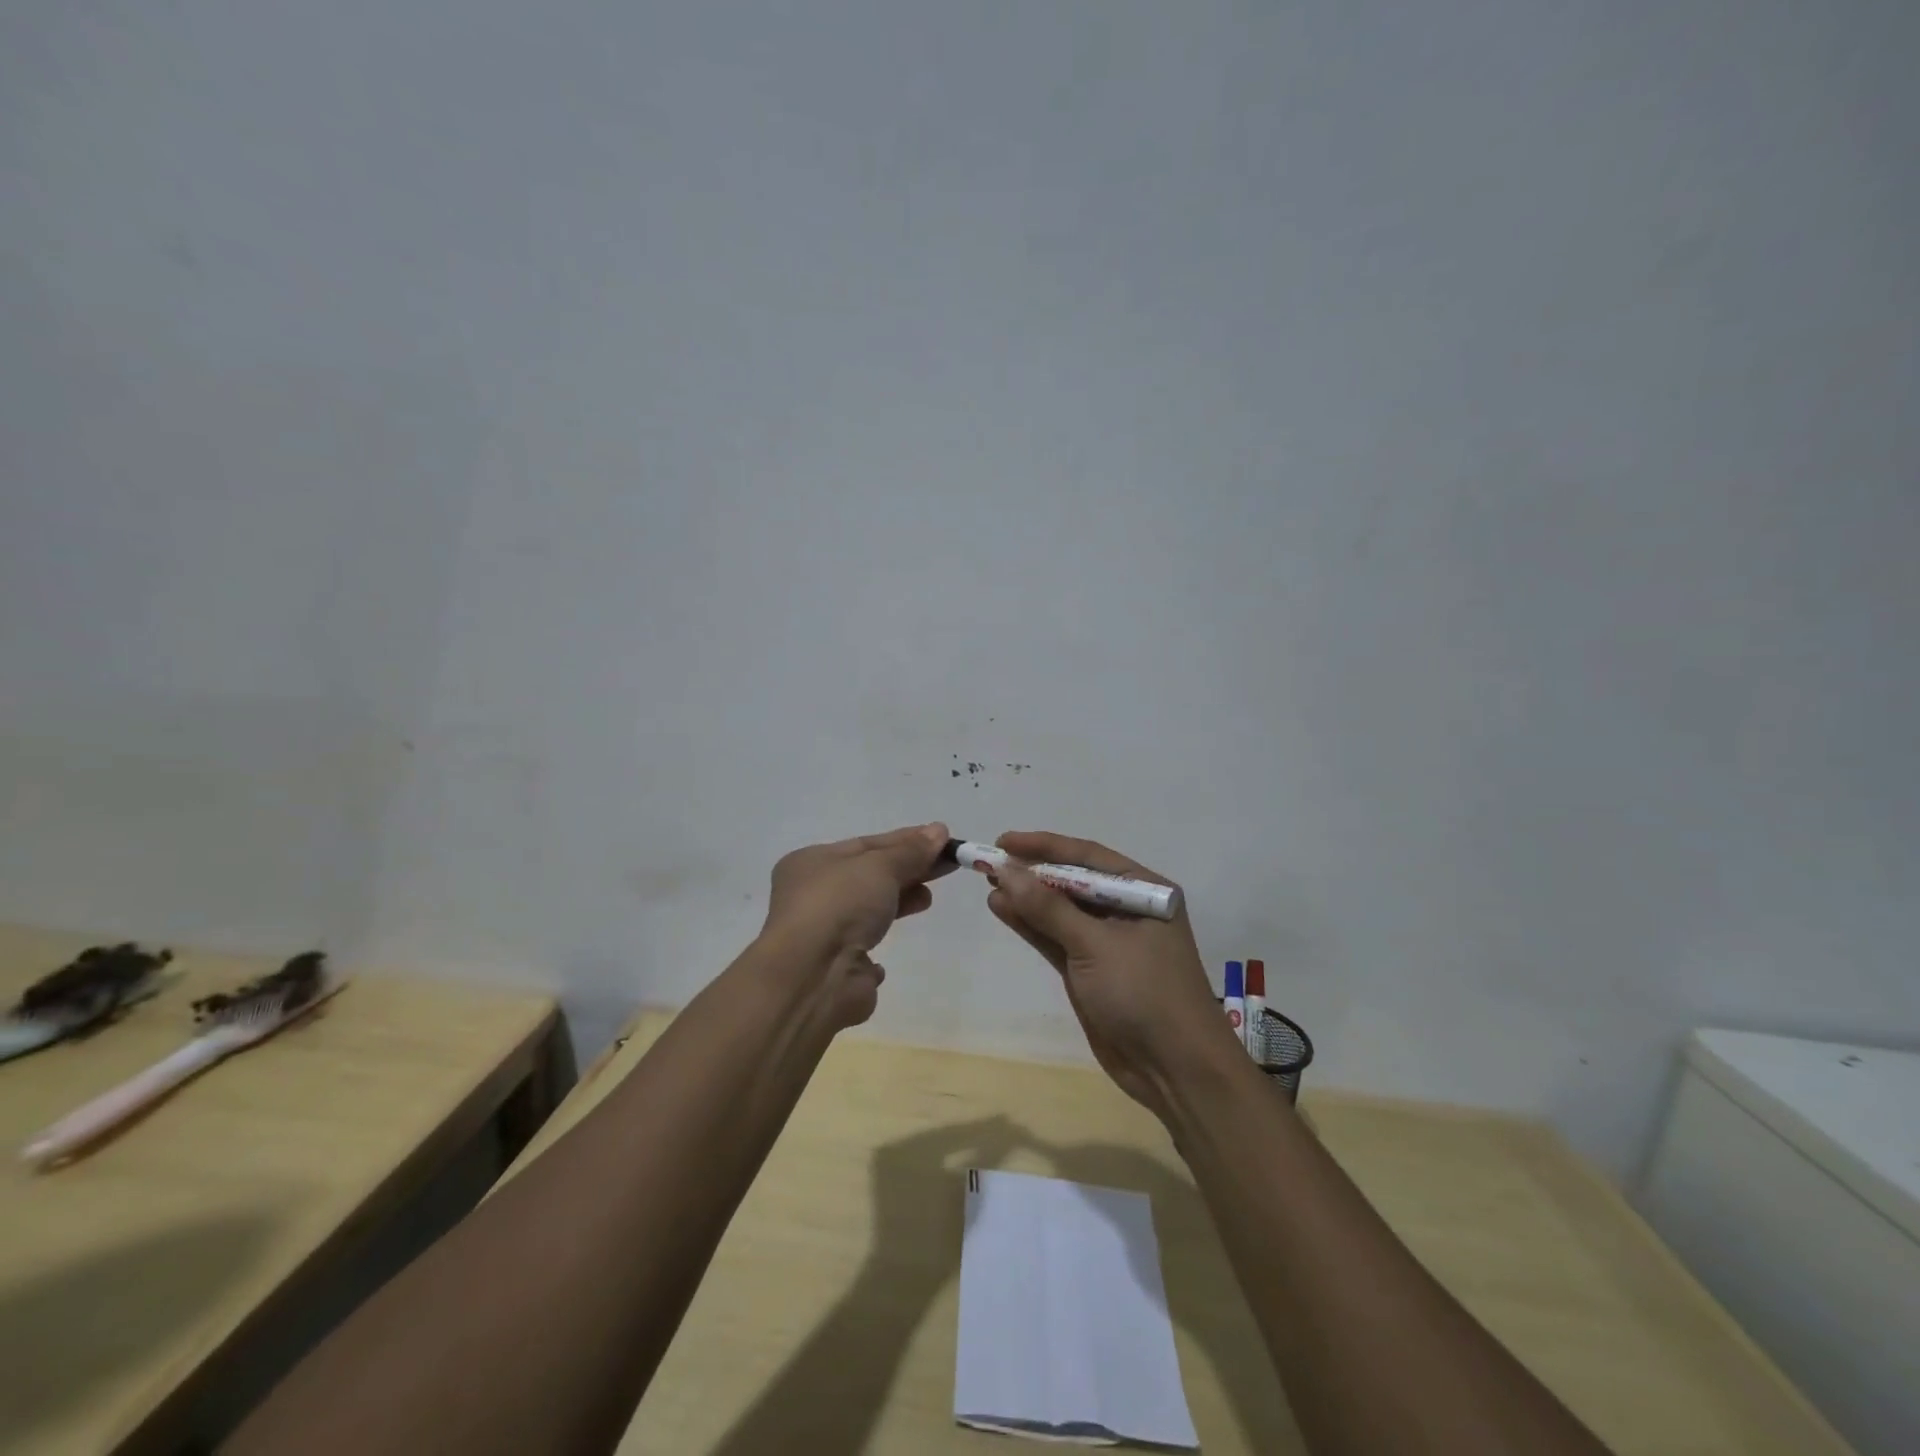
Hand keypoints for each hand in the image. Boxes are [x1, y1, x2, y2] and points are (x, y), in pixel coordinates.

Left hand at [758, 822, 954, 1029]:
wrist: (813, 976)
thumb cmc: (840, 905)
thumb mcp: (880, 866)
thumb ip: (911, 851)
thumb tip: (939, 830)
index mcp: (812, 862)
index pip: (867, 844)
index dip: (906, 840)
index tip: (942, 840)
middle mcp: (813, 895)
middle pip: (870, 875)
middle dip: (908, 869)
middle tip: (947, 865)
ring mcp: (824, 932)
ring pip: (868, 909)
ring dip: (900, 900)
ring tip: (928, 898)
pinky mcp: (838, 967)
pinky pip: (862, 947)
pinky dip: (879, 940)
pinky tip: (896, 938)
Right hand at [982, 831, 1243, 1121]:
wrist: (1174, 1070)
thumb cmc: (1144, 993)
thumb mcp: (1095, 945)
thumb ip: (1048, 908)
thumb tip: (1005, 869)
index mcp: (1145, 891)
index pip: (1088, 856)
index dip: (1044, 846)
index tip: (1004, 842)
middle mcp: (1127, 909)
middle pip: (1072, 881)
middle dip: (1032, 872)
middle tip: (989, 862)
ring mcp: (1107, 941)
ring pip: (1060, 910)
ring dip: (1026, 898)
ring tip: (988, 883)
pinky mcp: (1090, 969)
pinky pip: (1055, 937)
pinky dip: (1030, 924)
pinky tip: (1002, 908)